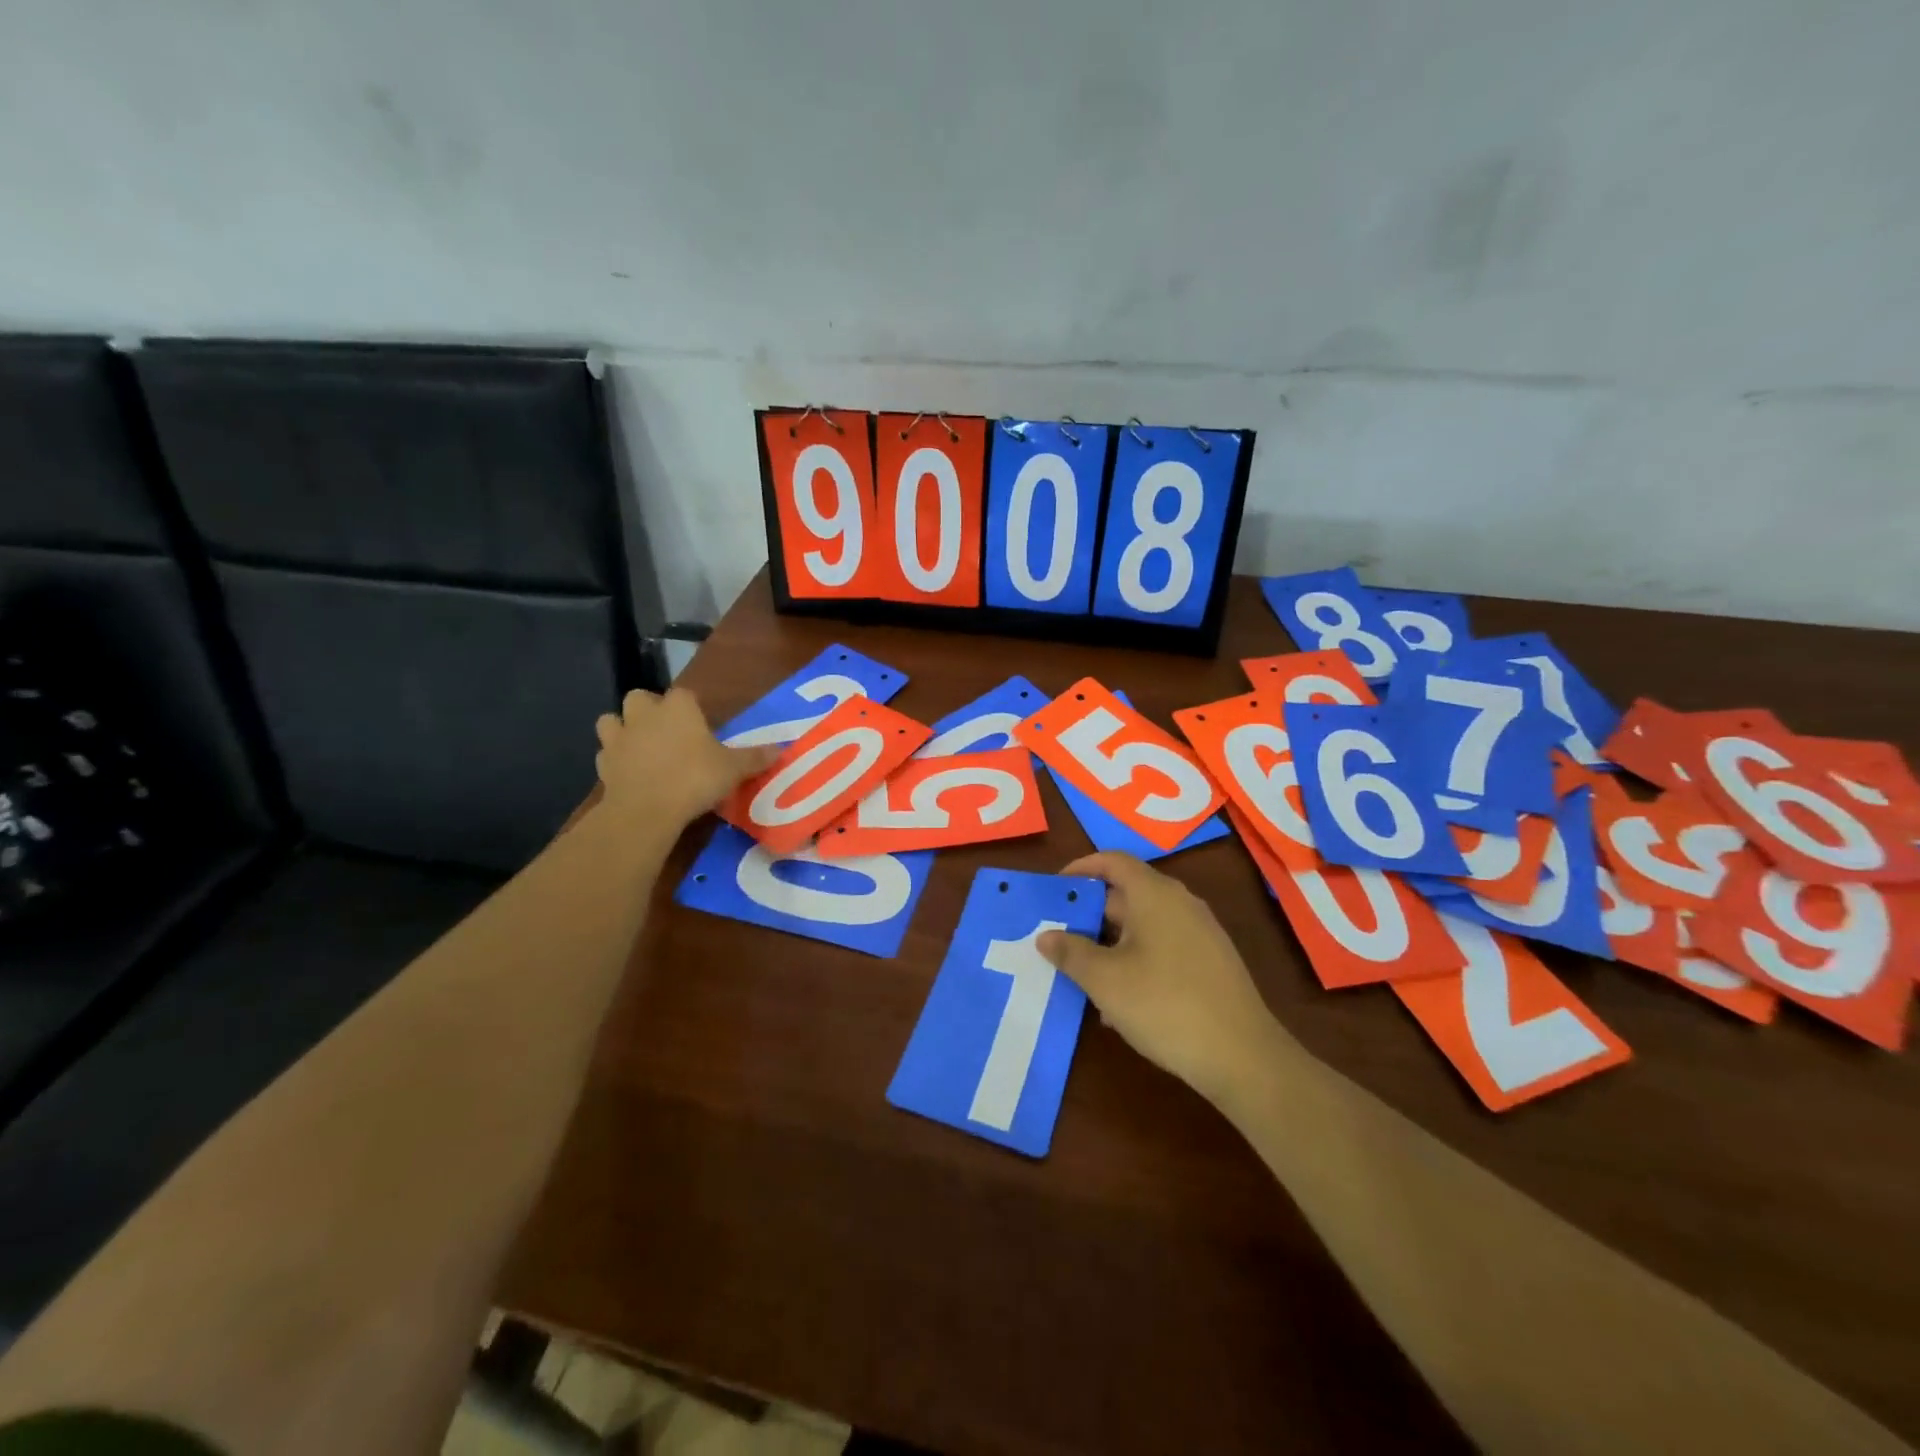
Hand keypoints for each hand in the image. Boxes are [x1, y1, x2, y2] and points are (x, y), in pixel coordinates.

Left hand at [594, 688, 775, 827]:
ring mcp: (619, 738)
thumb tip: (781, 749)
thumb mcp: (733, 769)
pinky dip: (616, 760)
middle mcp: (645, 714)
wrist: (647, 809)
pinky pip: (606, 754)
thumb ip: (754, 757)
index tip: (701, 724)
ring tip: (640, 747)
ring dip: (623, 729)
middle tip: (667, 731)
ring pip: (612, 721)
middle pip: (640, 698)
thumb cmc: (695, 778)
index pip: (685, 694)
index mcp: (678, 708)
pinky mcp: (603, 765)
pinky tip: (629, 773)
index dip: (692, 707)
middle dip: (649, 709)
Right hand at [1038, 852, 1289, 1109]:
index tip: (1055, 889)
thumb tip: (1046, 936)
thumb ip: (1071, 953)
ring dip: (1110, 942)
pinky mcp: (1210, 962)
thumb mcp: (1105, 981)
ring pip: (1143, 924)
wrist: (1242, 1056)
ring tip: (1083, 973)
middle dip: (1090, 913)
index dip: (1081, 868)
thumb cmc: (1165, 1005)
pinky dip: (1136, 959)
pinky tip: (1120, 1001)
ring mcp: (1200, 932)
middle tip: (1058, 936)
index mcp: (1154, 894)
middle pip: (1126, 893)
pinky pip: (1163, 946)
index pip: (1113, 861)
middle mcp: (1180, 903)